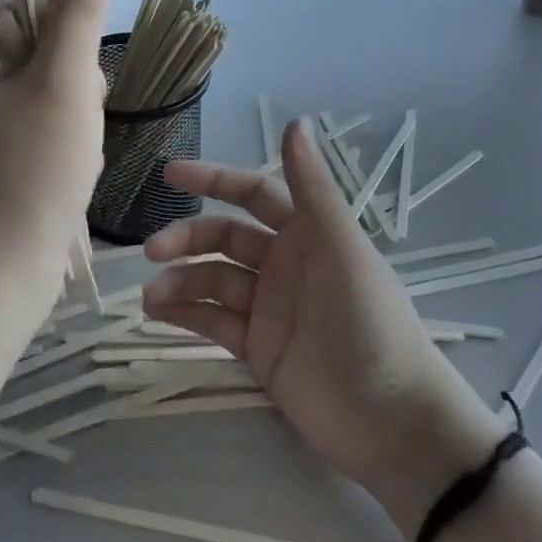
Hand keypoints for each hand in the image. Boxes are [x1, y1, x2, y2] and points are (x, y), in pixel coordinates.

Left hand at [0, 0, 110, 311]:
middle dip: (68, 74)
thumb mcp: (66, 81)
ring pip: (37, 79)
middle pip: (31, 38)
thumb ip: (78, 7)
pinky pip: (27, 114)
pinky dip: (55, 131)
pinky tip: (62, 165)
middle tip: (73, 120)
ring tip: (70, 148)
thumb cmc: (33, 172)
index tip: (74, 78)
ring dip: (69, 105)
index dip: (64, 30)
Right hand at [142, 118, 506, 535]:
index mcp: (307, 233)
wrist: (390, 421)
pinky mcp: (258, 349)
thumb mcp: (342, 248)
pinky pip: (214, 321)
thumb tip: (297, 120)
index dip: (214, 180)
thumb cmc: (369, 322)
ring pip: (213, 280)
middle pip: (224, 237)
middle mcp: (284, 264)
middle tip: (153, 249)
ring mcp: (269, 308)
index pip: (253, 193)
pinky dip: (186, 314)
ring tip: (151, 295)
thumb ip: (313, 187)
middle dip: (188, 237)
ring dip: (181, 281)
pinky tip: (158, 313)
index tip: (171, 175)